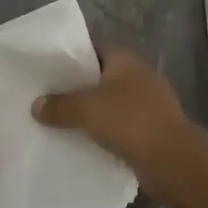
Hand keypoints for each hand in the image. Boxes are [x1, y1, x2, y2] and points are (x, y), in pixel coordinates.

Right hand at [31, 48, 204, 186]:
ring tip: (60, 121)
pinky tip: (84, 141)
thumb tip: (36, 105)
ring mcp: (148, 102)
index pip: (93, 49)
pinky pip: (121, 125)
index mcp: (125, 59)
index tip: (48, 70)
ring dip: (92, 112)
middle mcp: (139, 75)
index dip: (71, 57)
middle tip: (48, 97)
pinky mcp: (152, 128)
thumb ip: (59, 105)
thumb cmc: (129, 120)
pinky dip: (105, 132)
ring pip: (111, 103)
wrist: (171, 159)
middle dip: (78, 88)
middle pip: (101, 77)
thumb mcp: (86, 109)